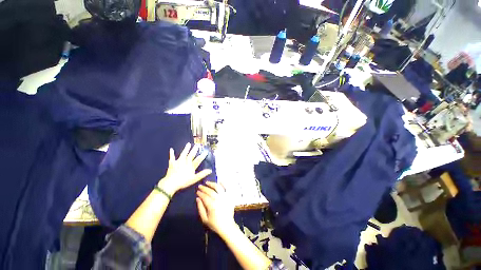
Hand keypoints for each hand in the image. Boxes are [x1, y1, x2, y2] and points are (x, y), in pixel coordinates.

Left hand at [159, 142, 211, 194]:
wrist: (171, 183)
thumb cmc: (183, 182)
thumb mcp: (194, 179)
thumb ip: (202, 174)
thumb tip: (210, 170)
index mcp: (191, 166)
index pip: (198, 160)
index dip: (202, 156)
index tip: (205, 152)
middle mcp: (186, 162)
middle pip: (191, 155)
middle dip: (194, 150)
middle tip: (197, 145)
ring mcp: (179, 162)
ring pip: (183, 154)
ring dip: (186, 149)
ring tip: (188, 144)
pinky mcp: (172, 164)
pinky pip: (172, 157)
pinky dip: (172, 153)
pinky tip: (171, 149)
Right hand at [196, 182, 236, 236]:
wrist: (227, 226)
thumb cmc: (215, 224)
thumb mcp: (205, 219)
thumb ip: (200, 208)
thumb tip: (197, 198)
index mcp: (212, 206)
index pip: (205, 197)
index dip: (200, 193)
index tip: (197, 191)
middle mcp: (219, 199)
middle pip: (210, 191)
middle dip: (204, 188)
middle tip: (200, 186)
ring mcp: (225, 197)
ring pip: (218, 187)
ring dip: (212, 184)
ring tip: (207, 182)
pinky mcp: (229, 197)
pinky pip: (227, 188)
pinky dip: (223, 184)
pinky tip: (219, 181)